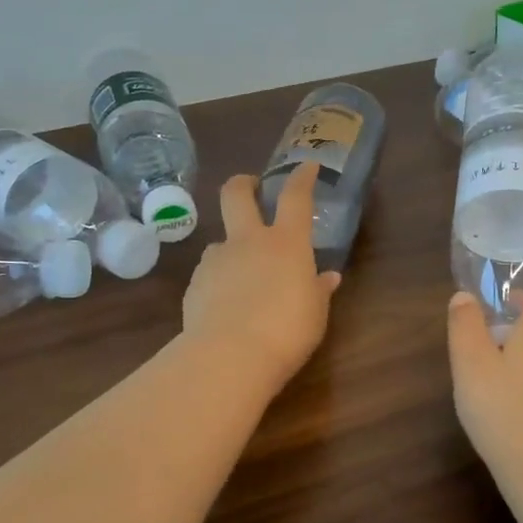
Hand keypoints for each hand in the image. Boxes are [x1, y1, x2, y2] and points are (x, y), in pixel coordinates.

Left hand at [182, 163, 340, 386]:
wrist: (230, 356)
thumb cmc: (287, 331)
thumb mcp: (315, 313)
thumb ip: (318, 290)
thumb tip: (327, 278)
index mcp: (286, 243)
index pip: (295, 197)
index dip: (301, 178)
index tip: (306, 166)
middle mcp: (248, 242)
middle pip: (236, 194)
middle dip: (243, 184)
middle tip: (250, 187)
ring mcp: (216, 260)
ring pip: (220, 240)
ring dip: (231, 249)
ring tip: (243, 278)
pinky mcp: (195, 284)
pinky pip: (210, 274)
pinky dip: (219, 282)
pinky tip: (226, 306)